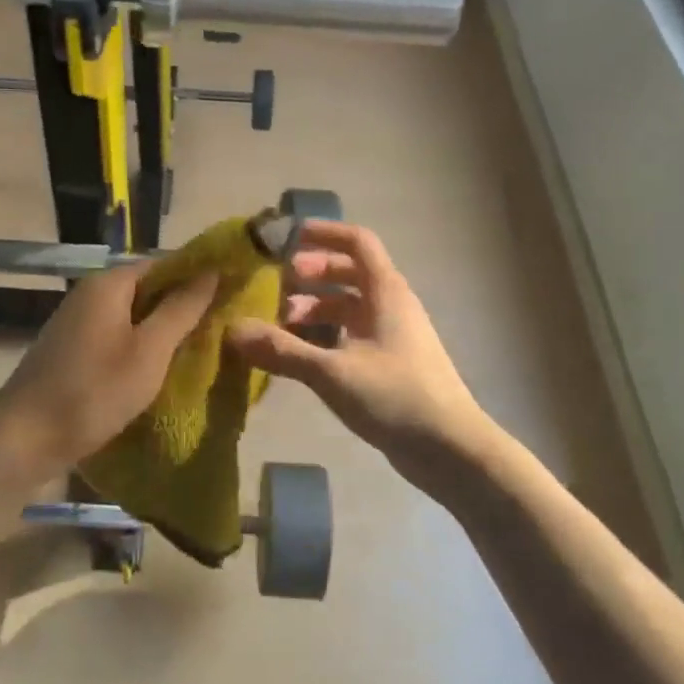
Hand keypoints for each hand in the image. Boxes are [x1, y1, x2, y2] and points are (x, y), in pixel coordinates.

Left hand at [0, 260, 217, 491]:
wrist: (24, 439)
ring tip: (200, 348)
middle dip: (183, 305)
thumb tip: (211, 271)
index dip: (198, 275)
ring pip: (133, 315)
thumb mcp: (149, 351)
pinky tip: (159, 368)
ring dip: (162, 329)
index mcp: (109, 284)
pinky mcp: (72, 350)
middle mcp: (91, 293)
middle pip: (148, 288)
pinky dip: (140, 346)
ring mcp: (78, 322)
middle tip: (222, 326)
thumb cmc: (93, 390)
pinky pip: (117, 336)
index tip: (231, 293)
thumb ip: (181, 309)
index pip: (164, 263)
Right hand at [225, 222, 486, 481]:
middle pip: (350, 272)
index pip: (358, 242)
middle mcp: (392, 305)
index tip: (290, 237)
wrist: (451, 450)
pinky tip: (302, 354)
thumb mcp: (332, 372)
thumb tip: (232, 329)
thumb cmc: (395, 397)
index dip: (325, 233)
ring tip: (281, 323)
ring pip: (350, 306)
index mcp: (386, 291)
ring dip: (316, 306)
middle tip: (277, 284)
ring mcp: (394, 335)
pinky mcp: (391, 363)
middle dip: (312, 273)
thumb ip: (282, 350)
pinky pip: (354, 333)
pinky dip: (327, 334)